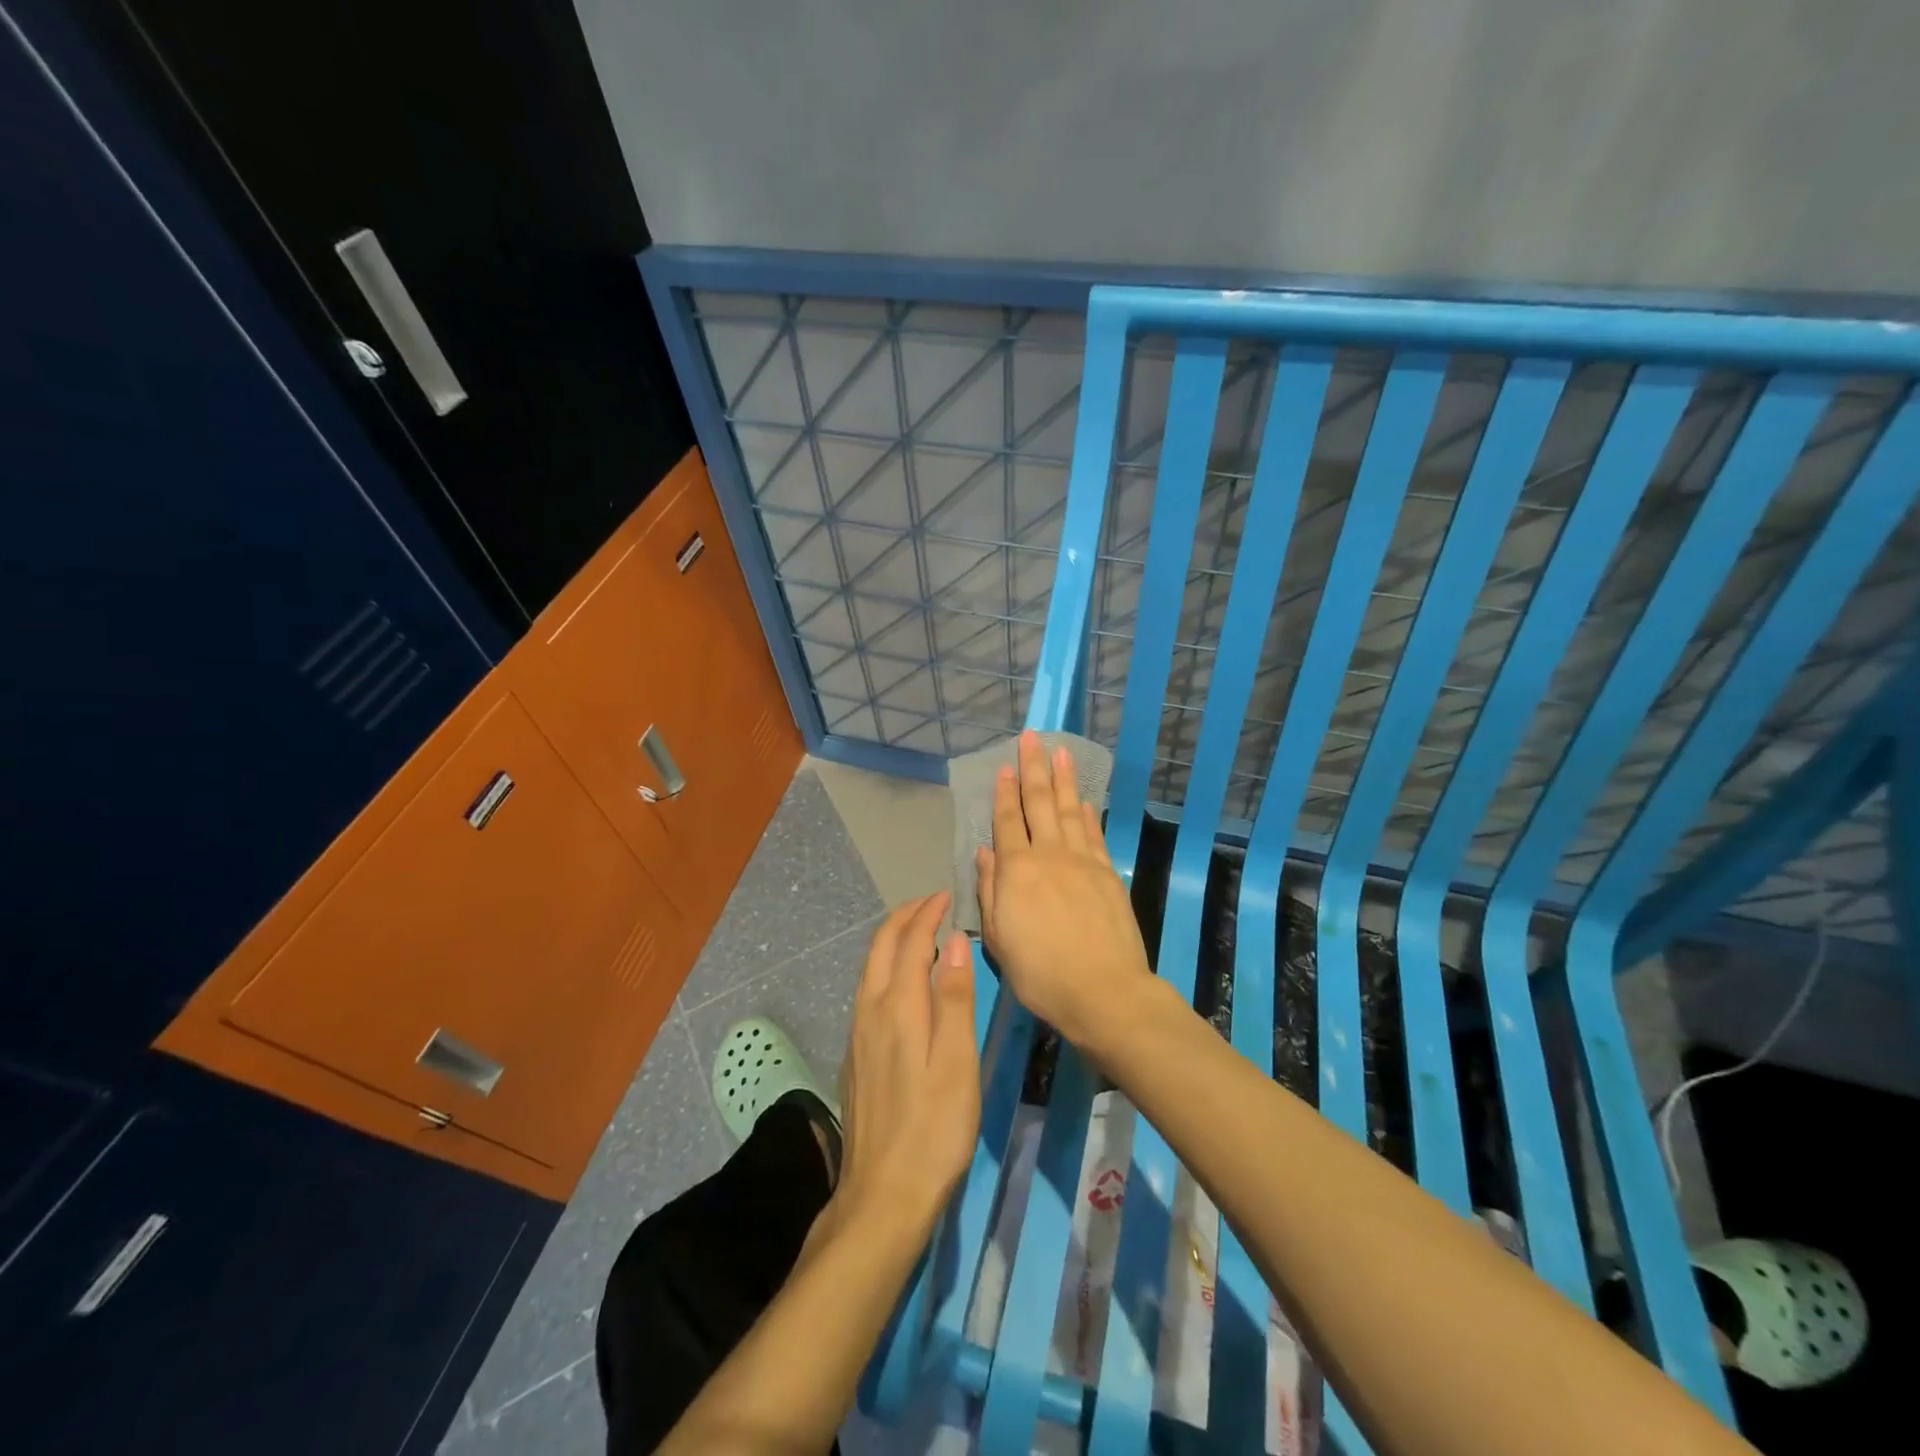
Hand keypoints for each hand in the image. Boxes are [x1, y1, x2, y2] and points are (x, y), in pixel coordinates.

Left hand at [829, 892, 979, 1239]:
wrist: (882, 1197)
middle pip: (880, 948)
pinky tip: (902, 984)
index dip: (927, 913)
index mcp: (897, 1007)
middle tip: (932, 904)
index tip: (947, 895)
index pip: (909, 942)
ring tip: (920, 934)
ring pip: (869, 969)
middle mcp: (869, 1011)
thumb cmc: (934, 1129)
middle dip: (904, 918)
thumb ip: (954, 998)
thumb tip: (954, 941)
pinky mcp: (855, 1057)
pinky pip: (867, 992)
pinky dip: (885, 968)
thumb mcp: (957, 1063)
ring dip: (892, 941)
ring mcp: (857, 1035)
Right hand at [975, 730, 1152, 1047]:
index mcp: (1017, 871)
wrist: (1102, 990)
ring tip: (1062, 751)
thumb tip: (985, 852)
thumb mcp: (1000, 938)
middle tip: (1033, 738)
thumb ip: (991, 890)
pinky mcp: (1108, 873)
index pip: (1007, 822)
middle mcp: (1048, 855)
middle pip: (1039, 803)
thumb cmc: (1040, 972)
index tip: (1005, 767)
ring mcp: (1082, 861)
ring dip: (1063, 780)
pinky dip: (1087, 813)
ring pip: (1068, 810)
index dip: (1004, 793)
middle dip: (1034, 768)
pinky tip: (1082, 800)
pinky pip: (1094, 834)